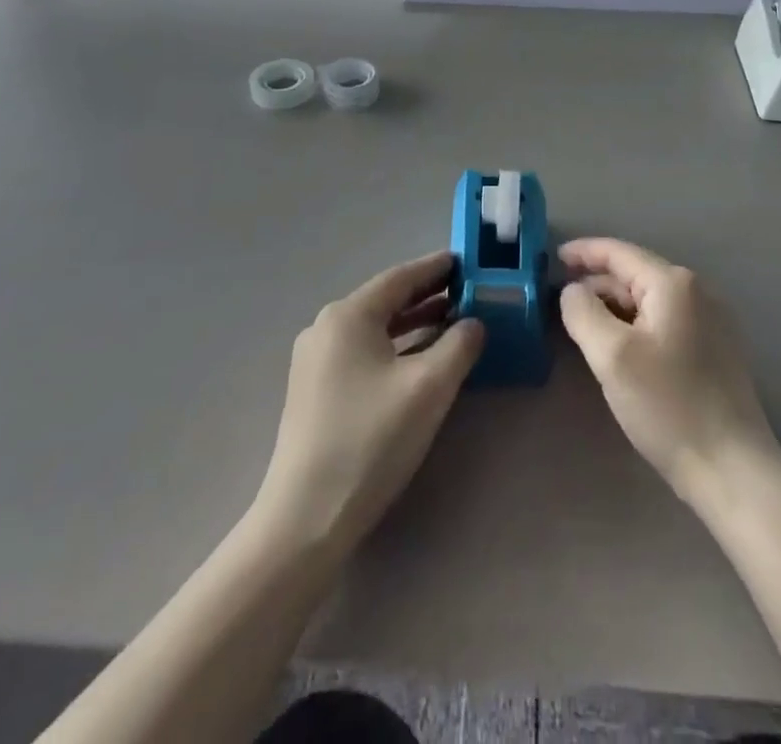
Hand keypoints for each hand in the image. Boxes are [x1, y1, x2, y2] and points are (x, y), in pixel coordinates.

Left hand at [255, 254, 482, 555]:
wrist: (306, 518)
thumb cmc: (371, 440)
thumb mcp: (429, 387)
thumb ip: (459, 345)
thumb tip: (474, 322)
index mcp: (348, 315)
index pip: (400, 277)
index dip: (436, 268)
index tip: (467, 261)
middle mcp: (326, 328)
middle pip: (386, 300)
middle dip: (428, 295)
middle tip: (468, 290)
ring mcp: (316, 361)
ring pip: (375, 329)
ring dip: (413, 323)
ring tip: (452, 321)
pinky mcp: (316, 391)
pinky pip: (364, 352)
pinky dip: (395, 347)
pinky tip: (419, 360)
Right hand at [559, 238, 780, 512]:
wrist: (733, 470)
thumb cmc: (668, 406)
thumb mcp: (611, 356)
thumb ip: (583, 312)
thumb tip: (573, 290)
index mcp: (674, 283)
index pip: (618, 252)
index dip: (582, 252)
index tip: (551, 259)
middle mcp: (698, 291)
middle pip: (635, 273)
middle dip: (597, 283)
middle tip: (561, 303)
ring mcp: (712, 320)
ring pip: (649, 299)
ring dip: (615, 306)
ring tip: (585, 325)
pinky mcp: (717, 348)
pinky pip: (665, 320)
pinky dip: (637, 323)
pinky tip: (621, 346)